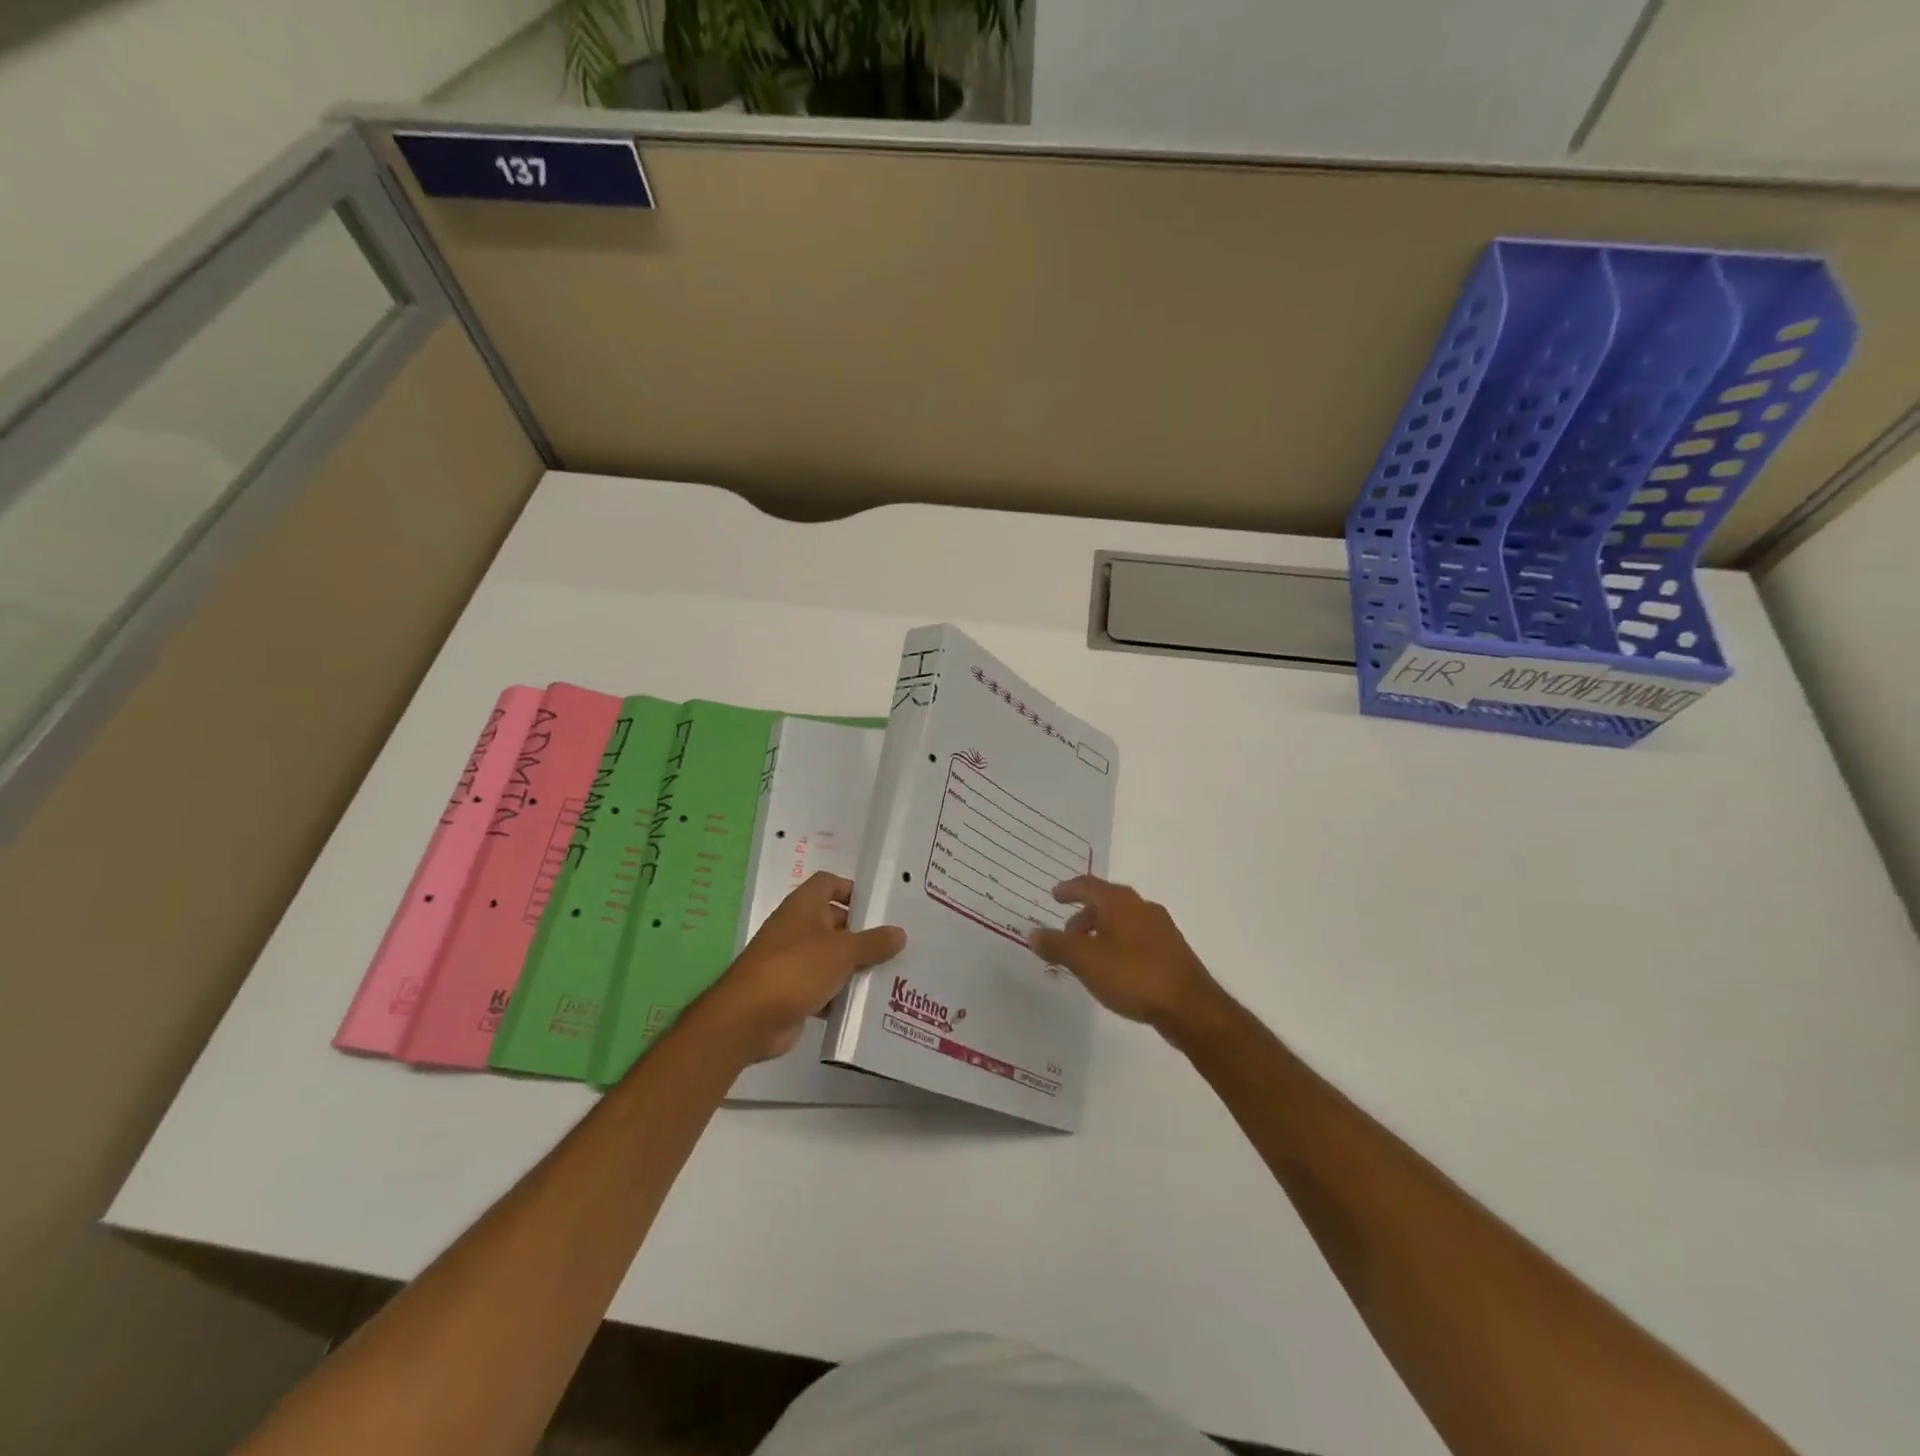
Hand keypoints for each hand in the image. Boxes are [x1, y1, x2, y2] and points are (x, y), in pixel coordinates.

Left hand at [695, 872, 905, 1063]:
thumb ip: (873, 942)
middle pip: (834, 922)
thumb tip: (900, 933)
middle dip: (862, 933)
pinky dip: (841, 994)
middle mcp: (797, 929)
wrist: (748, 1019)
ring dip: (854, 966)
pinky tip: (867, 1004)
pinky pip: (824, 987)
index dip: (852, 889)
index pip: (828, 883)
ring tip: (891, 973)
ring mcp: (793, 961)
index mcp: (803, 907)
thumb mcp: (842, 951)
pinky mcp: (793, 992)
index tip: (879, 906)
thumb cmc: (796, 969)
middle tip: (896, 944)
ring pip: (831, 957)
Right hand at [1029, 876, 1222, 1038]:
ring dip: (1101, 932)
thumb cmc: (1134, 976)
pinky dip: (1118, 944)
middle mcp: (1142, 908)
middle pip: (1106, 902)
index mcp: (1120, 903)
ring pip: (1123, 921)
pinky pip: (1136, 937)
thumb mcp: (1086, 961)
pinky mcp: (1171, 951)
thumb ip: (1057, 946)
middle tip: (1066, 934)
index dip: (1069, 889)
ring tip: (1087, 956)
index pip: (1088, 885)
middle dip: (1084, 915)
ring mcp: (1161, 929)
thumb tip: (1033, 933)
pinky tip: (1114, 968)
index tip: (1054, 896)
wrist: (1191, 1007)